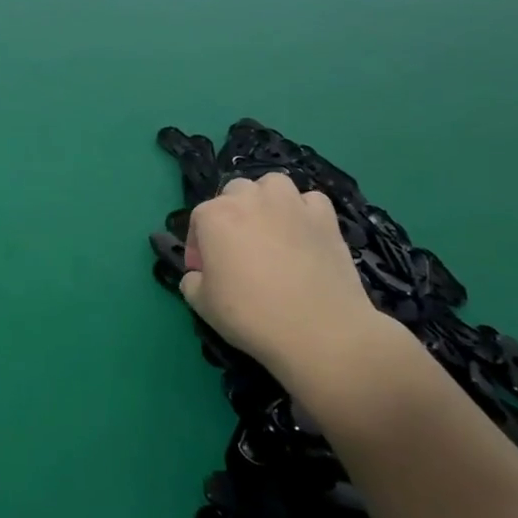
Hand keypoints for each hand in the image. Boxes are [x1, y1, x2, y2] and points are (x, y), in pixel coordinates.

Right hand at [181, 173, 410, 394]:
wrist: (320, 331)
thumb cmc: (252, 316)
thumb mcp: (202, 305)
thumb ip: (192, 282)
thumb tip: (198, 275)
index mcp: (214, 216)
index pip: (197, 219)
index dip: (198, 246)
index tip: (204, 271)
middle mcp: (250, 199)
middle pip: (233, 193)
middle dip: (230, 215)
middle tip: (236, 249)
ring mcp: (290, 203)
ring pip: (272, 185)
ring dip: (266, 201)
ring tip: (269, 229)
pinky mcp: (325, 216)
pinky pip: (309, 201)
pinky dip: (303, 211)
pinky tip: (303, 233)